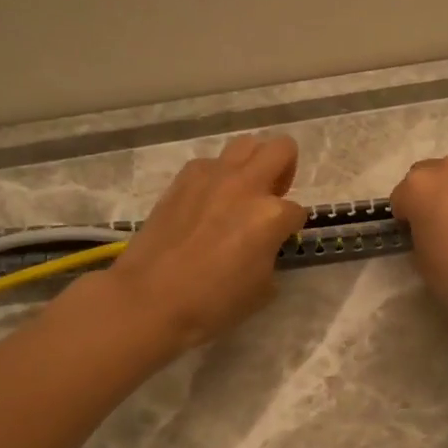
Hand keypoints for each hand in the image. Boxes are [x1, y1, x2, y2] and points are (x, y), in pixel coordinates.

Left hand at [104, 135, 308, 350]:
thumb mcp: (262, 290)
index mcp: (271, 215)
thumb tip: (265, 246)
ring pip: (246, 144)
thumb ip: (272, 257)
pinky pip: (211, 162)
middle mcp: (246, 185)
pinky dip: (217, 175)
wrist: (149, 298)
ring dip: (253, 164)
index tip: (279, 241)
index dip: (291, 228)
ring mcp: (213, 176)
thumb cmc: (212, 303)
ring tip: (242, 192)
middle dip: (286, 171)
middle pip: (282, 149)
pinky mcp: (184, 178)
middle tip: (272, 197)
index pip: (297, 211)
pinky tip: (207, 201)